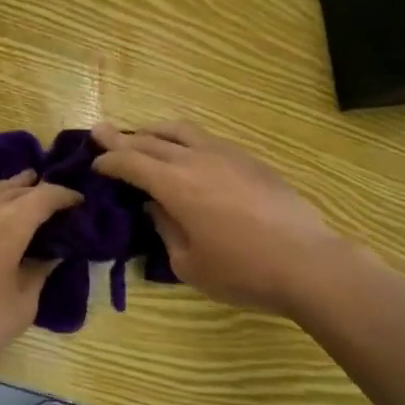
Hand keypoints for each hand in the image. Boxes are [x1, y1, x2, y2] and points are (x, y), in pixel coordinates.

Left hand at [0, 172, 81, 380]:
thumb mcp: (23, 304)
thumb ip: (40, 271)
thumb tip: (50, 253)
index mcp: (10, 222)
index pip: (45, 195)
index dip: (65, 195)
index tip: (77, 202)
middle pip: (14, 186)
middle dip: (35, 189)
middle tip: (51, 199)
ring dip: (6, 192)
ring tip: (18, 200)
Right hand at [92, 121, 347, 316]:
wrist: (309, 264)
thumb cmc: (242, 272)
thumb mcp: (189, 264)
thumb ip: (165, 229)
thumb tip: (156, 206)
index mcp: (175, 185)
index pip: (131, 162)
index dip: (109, 161)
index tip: (95, 164)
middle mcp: (197, 160)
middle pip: (151, 140)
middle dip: (122, 138)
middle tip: (101, 132)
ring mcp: (226, 155)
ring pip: (181, 131)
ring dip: (154, 131)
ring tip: (142, 135)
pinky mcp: (250, 160)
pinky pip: (207, 139)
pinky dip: (184, 140)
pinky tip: (186, 152)